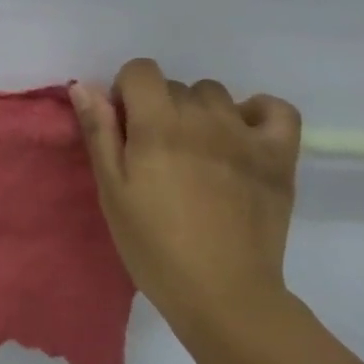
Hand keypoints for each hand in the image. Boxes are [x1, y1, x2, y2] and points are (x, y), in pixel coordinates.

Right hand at [71, 60, 300, 323]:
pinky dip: (257, 112)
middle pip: (176, 86)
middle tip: (157, 154)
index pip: (141, 70)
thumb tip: (84, 85)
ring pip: (216, 95)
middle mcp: (203, 118)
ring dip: (200, 113)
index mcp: (157, 125)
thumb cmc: (153, 246)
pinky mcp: (279, 155)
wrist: (222, 293)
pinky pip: (275, 108)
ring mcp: (246, 134)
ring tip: (198, 153)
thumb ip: (99, 133)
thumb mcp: (112, 191)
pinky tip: (242, 135)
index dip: (126, 92)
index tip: (125, 128)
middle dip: (159, 108)